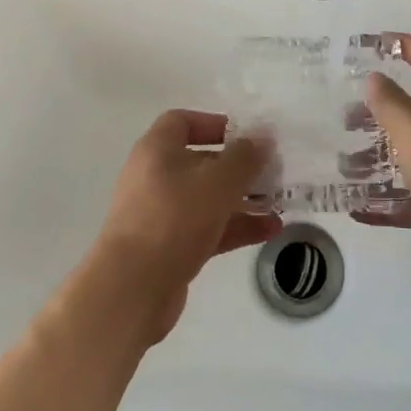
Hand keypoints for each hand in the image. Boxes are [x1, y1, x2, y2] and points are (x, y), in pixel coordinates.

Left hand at [90, 110, 280, 342]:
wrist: (132, 289)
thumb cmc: (174, 218)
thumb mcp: (218, 182)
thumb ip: (245, 158)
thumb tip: (263, 138)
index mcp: (156, 150)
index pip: (181, 122)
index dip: (214, 123)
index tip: (245, 136)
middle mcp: (154, 177)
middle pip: (200, 162)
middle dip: (237, 167)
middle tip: (271, 172)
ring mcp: (160, 215)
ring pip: (206, 198)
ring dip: (241, 200)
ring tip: (278, 204)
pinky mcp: (168, 248)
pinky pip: (207, 228)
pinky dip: (235, 227)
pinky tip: (269, 231)